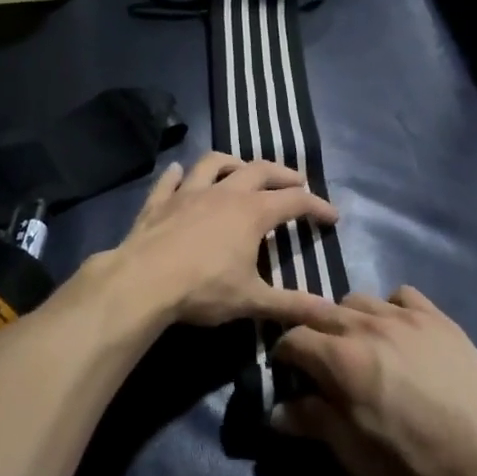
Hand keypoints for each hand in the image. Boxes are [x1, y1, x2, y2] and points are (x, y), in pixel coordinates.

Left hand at [114, 153, 340, 328]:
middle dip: (283, 174)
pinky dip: (177, 174)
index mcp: (252, 212)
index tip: (333, 217)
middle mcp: (224, 192)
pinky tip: (178, 172)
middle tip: (297, 181)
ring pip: (214, 163)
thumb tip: (333, 313)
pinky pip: (170, 180)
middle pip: (259, 170)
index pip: (295, 202)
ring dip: (232, 162)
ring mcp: (188, 192)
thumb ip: (293, 304)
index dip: (317, 207)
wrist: (143, 281)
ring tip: (241, 168)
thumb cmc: (203, 289)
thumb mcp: (252, 300)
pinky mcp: (159, 201)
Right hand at [271, 287, 476, 475]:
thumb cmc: (424, 466)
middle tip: (315, 361)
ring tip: (357, 347)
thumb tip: (278, 411)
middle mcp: (368, 325)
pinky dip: (388, 309)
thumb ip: (316, 425)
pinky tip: (397, 334)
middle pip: (320, 311)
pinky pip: (399, 296)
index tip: (288, 375)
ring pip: (357, 300)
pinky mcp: (438, 317)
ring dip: (346, 320)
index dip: (283, 356)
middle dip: (309, 332)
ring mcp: (406, 316)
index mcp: (342, 360)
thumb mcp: (361, 459)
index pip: (293, 339)